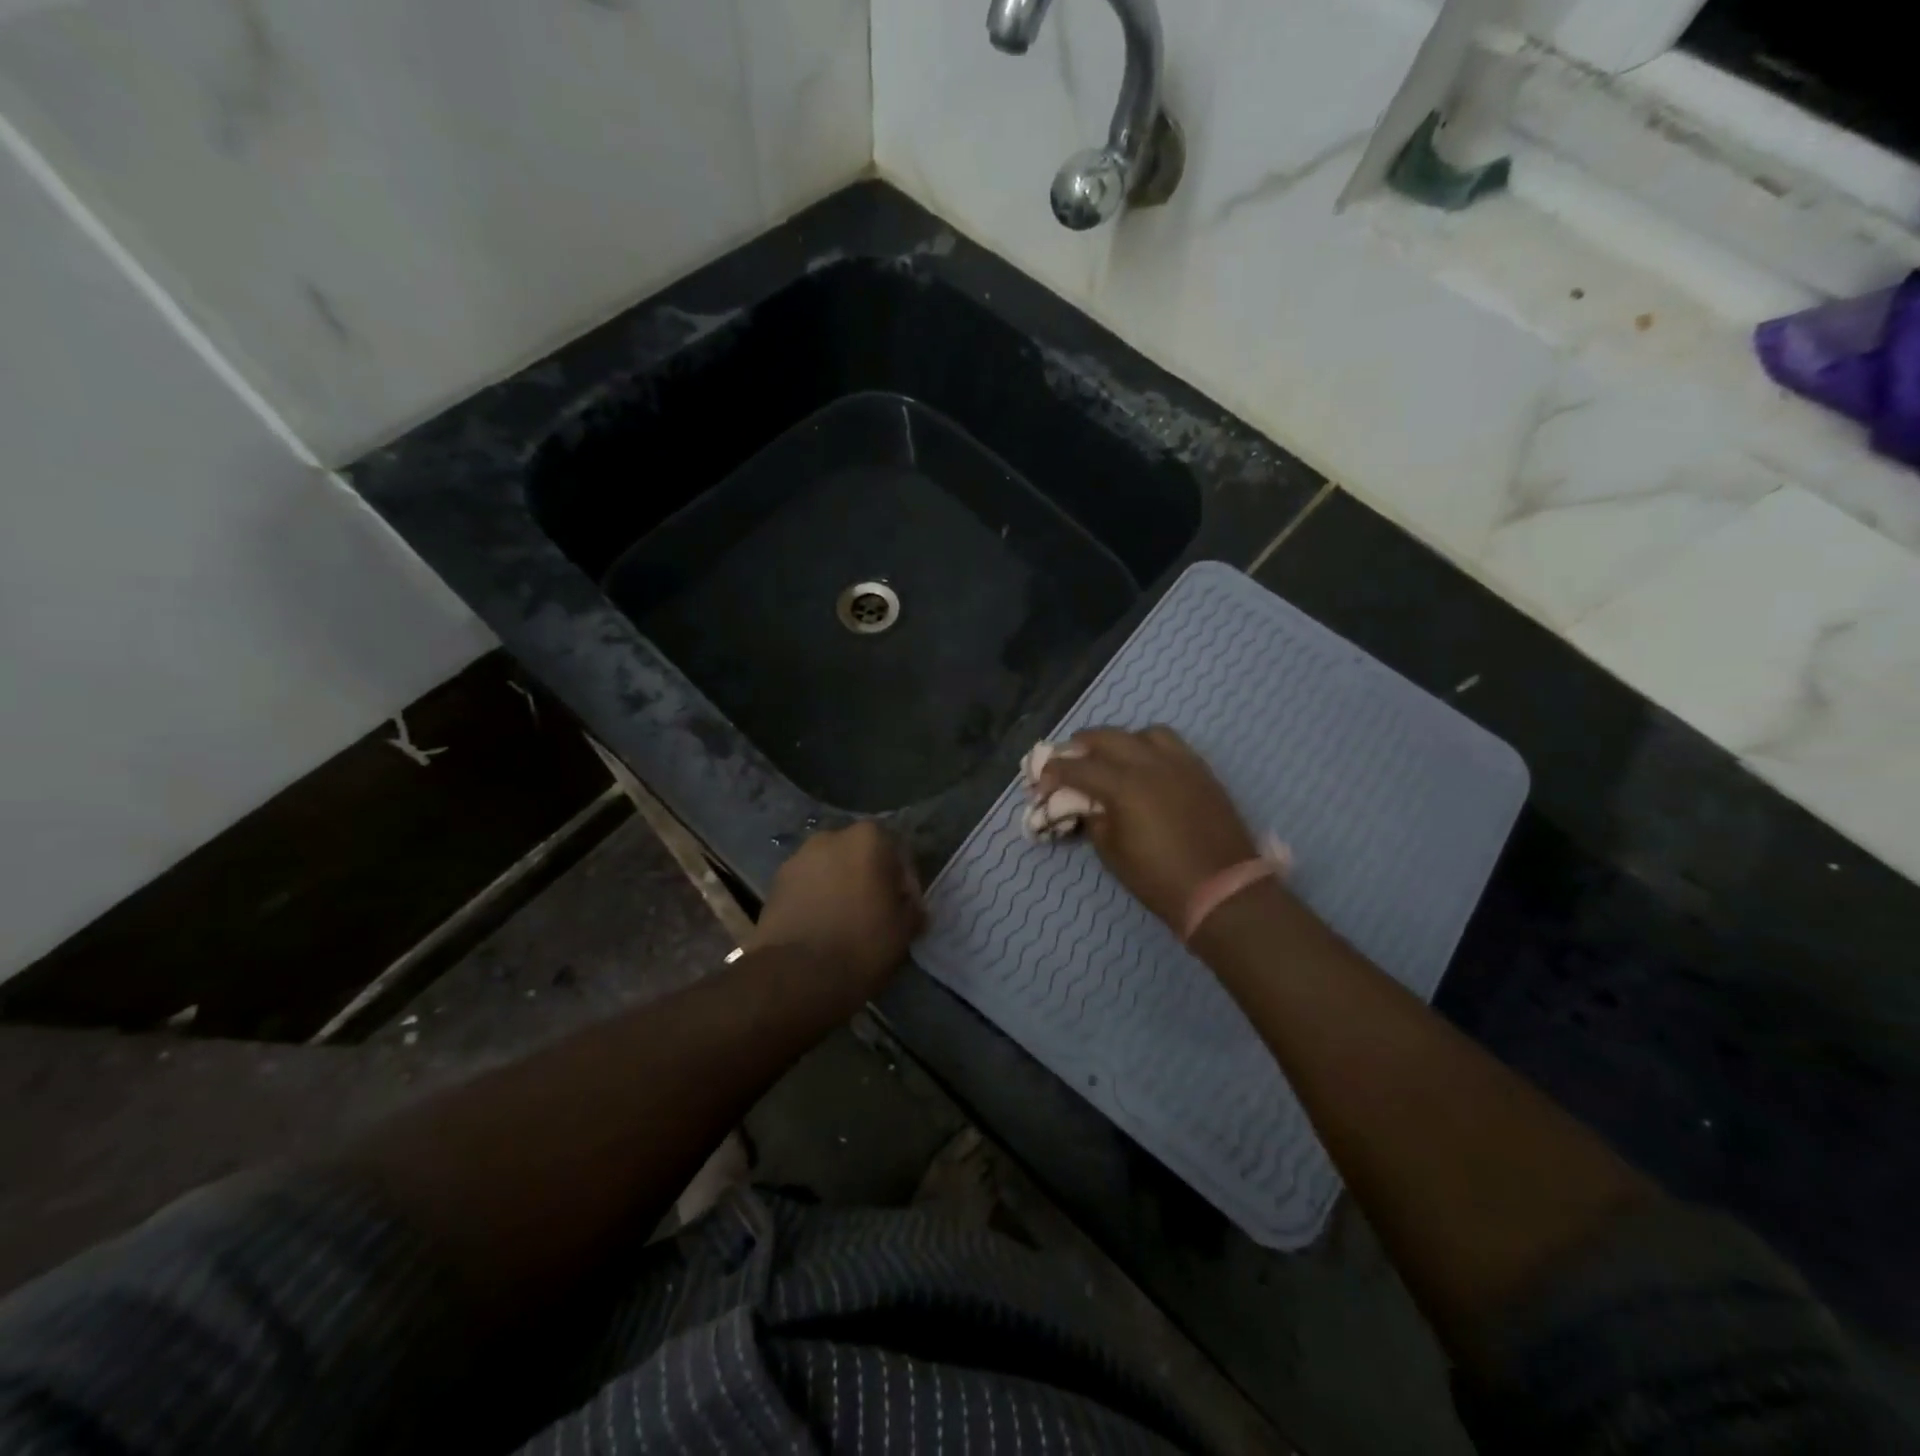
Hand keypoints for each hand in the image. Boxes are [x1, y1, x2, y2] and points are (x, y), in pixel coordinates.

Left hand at [747, 822, 923, 1000]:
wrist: (795, 974)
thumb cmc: (862, 944)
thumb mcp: (904, 929)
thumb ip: (911, 909)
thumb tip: (910, 909)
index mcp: (868, 838)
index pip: (899, 855)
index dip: (906, 886)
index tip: (907, 912)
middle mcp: (831, 837)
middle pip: (861, 858)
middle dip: (870, 881)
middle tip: (878, 914)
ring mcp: (798, 858)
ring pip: (831, 871)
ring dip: (842, 889)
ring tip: (847, 924)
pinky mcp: (775, 883)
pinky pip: (807, 887)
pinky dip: (818, 901)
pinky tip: (823, 928)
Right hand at [1036, 727, 1259, 929]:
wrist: (1222, 890)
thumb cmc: (1159, 879)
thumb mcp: (1112, 853)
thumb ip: (1094, 819)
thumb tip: (1087, 804)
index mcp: (1123, 785)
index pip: (1077, 767)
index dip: (1054, 772)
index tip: (1041, 781)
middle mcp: (1150, 763)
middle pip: (1107, 737)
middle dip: (1081, 745)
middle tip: (1069, 758)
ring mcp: (1180, 763)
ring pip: (1144, 733)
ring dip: (1121, 741)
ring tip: (1112, 758)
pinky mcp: (1201, 770)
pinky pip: (1171, 745)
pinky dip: (1150, 748)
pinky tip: (1146, 767)